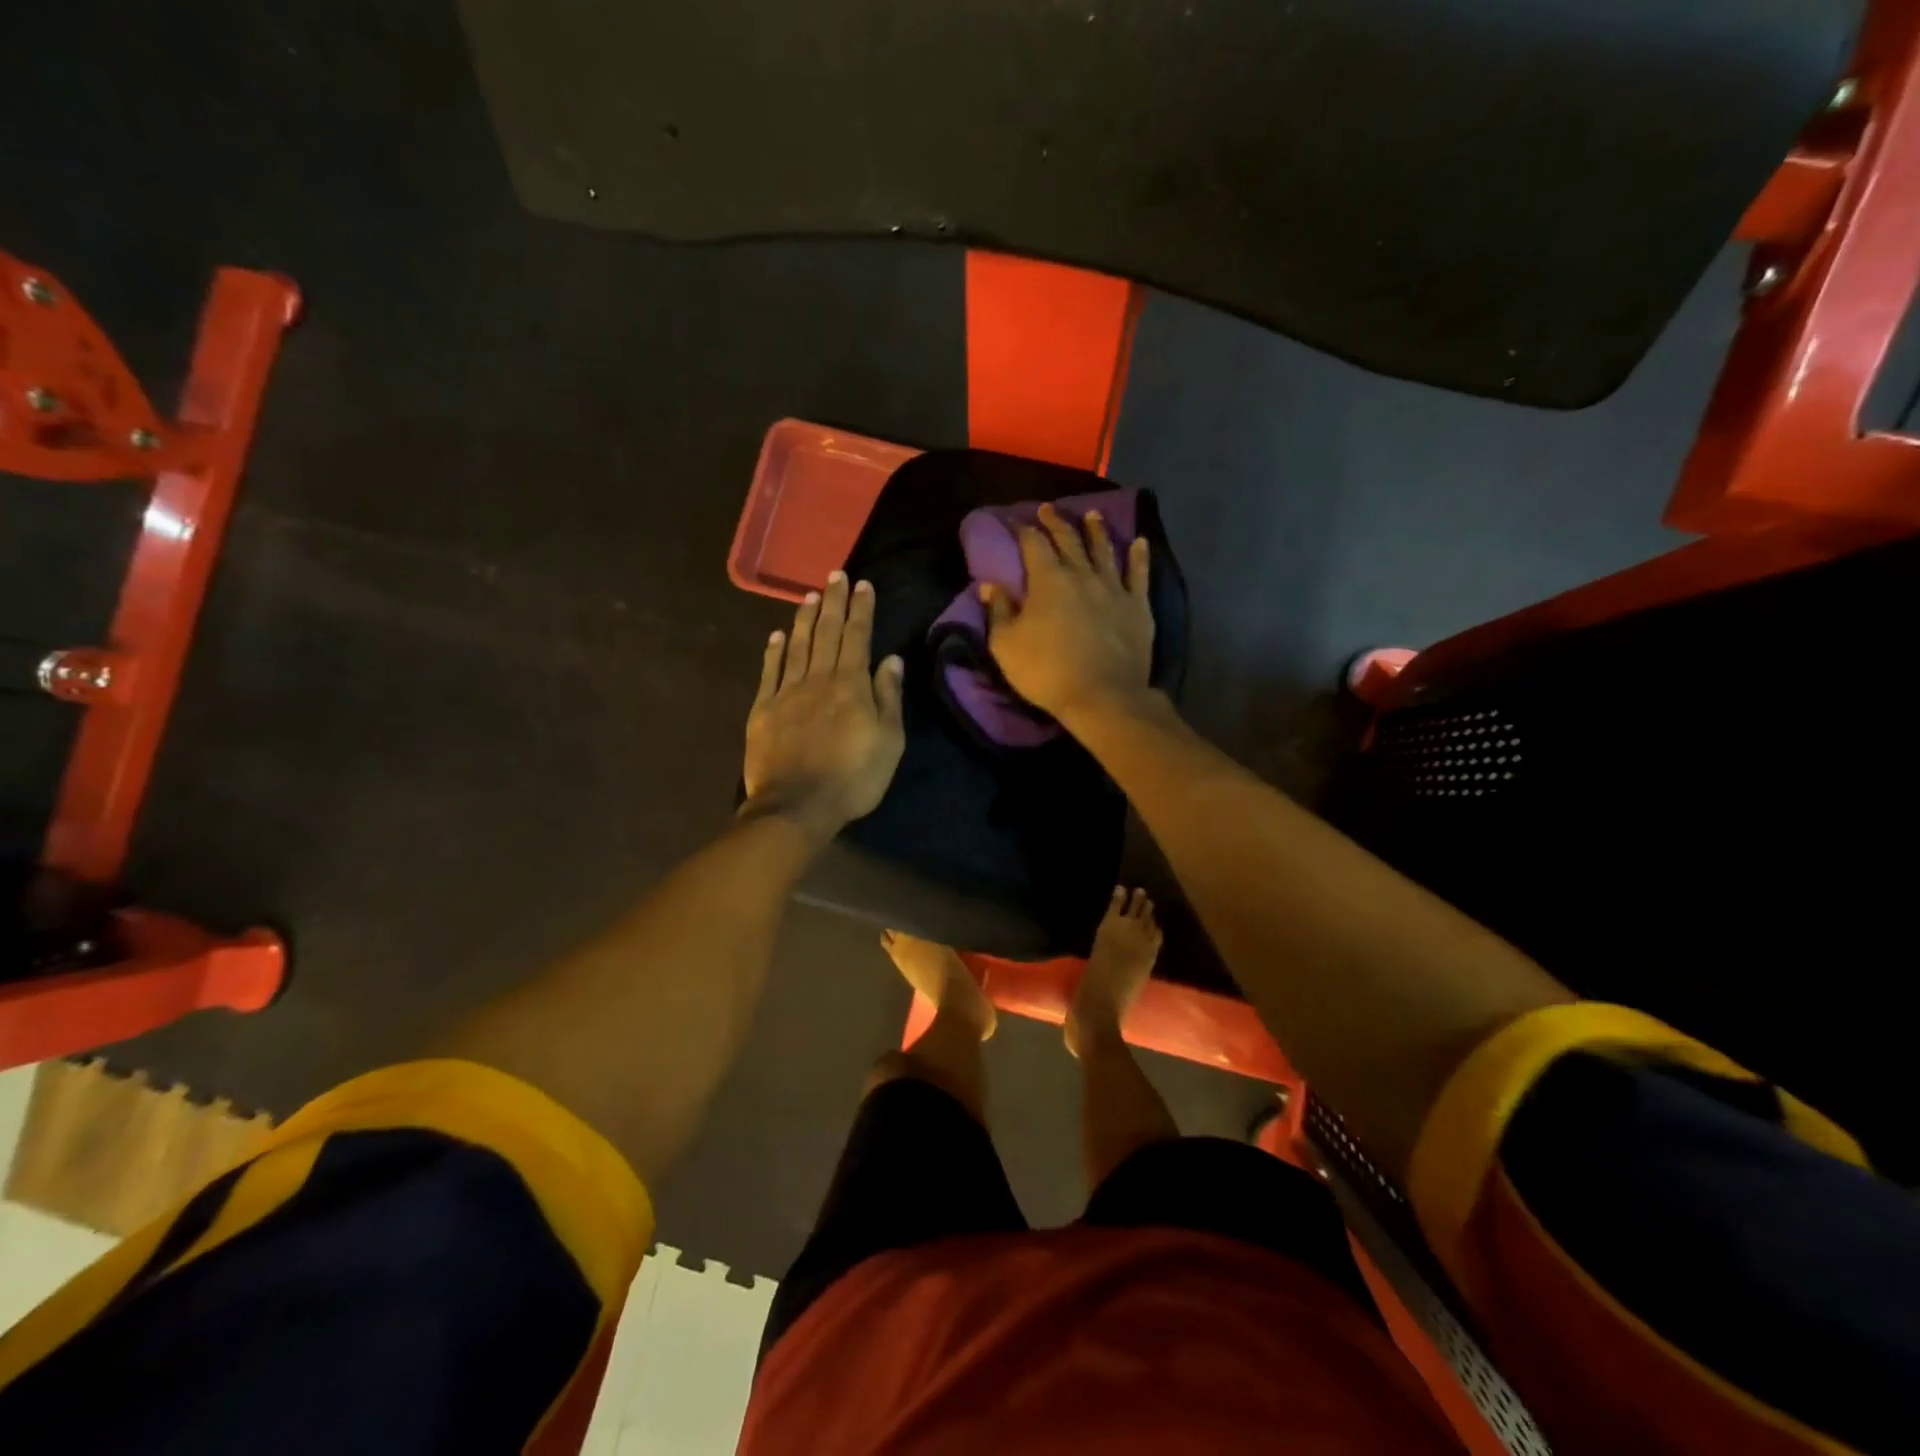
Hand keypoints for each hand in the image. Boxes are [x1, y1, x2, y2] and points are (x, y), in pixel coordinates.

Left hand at [743, 571, 905, 838]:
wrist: (796, 806)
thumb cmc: (853, 778)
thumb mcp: (888, 742)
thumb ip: (888, 697)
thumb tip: (891, 659)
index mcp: (851, 685)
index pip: (857, 637)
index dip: (860, 609)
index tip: (862, 584)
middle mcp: (818, 679)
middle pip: (826, 632)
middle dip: (833, 601)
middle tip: (835, 574)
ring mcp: (786, 692)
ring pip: (797, 645)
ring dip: (804, 618)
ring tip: (809, 595)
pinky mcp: (763, 710)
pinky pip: (769, 671)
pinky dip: (774, 650)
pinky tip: (777, 635)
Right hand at [985, 504, 1154, 726]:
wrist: (1102, 695)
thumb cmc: (1047, 672)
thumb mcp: (1006, 646)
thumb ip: (999, 611)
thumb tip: (990, 585)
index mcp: (1048, 580)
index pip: (1033, 545)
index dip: (1024, 530)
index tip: (1017, 522)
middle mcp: (1082, 575)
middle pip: (1068, 540)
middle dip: (1056, 522)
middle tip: (1049, 508)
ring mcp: (1113, 588)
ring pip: (1104, 550)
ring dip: (1096, 530)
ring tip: (1092, 514)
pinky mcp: (1137, 606)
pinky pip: (1139, 574)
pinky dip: (1139, 557)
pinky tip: (1140, 542)